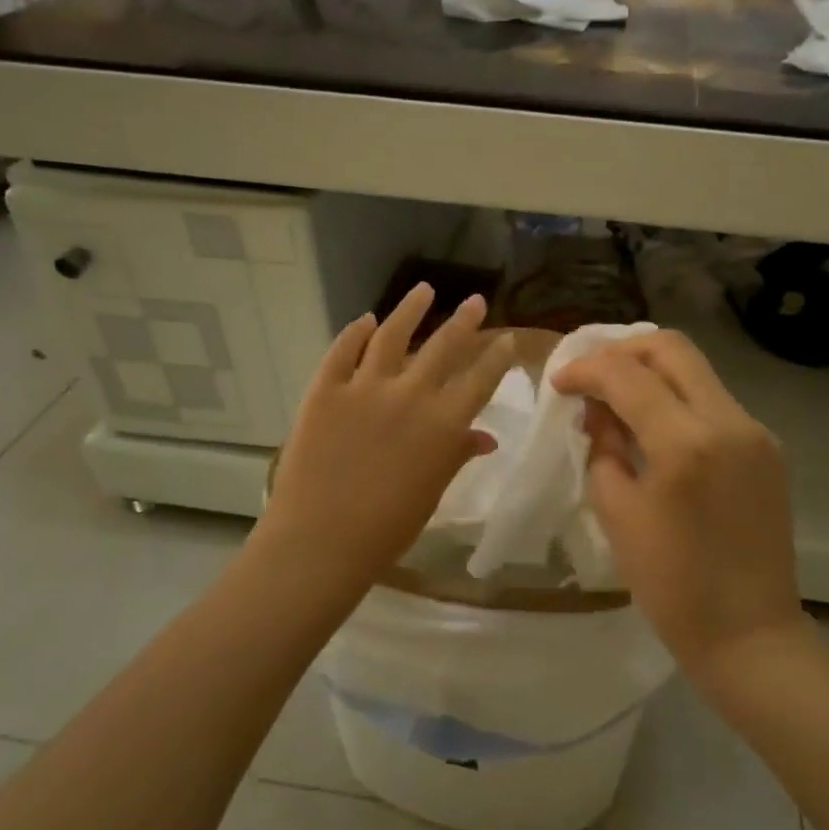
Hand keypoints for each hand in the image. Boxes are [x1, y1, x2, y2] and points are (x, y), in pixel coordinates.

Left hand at [259, 283, 516, 596]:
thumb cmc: (388, 527)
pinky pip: (342, 351)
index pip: (480, 378)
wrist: (321, 539)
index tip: (508, 338)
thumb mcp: (433, 491)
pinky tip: (365, 320)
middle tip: (474, 301)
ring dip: (410, 310)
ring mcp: (364, 388)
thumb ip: (458, 455)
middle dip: (464, 321)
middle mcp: (410, 394)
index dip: (497, 356)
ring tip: (423, 290)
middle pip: (443, 346)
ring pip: (392, 335)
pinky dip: (355, 332)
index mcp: (444, 423)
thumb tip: (485, 437)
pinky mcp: (325, 390)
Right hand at [552, 331, 806, 683]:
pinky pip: (714, 402)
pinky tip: (653, 425)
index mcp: (687, 443)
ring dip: (651, 372)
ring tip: (615, 399)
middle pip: (672, 348)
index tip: (558, 381)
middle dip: (622, 350)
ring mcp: (756, 431)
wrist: (750, 634)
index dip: (586, 369)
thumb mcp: (618, 514)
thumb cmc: (673, 587)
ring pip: (696, 370)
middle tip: (590, 375)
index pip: (628, 375)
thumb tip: (600, 412)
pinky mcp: (767, 447)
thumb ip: (603, 449)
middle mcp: (729, 421)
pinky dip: (677, 399)